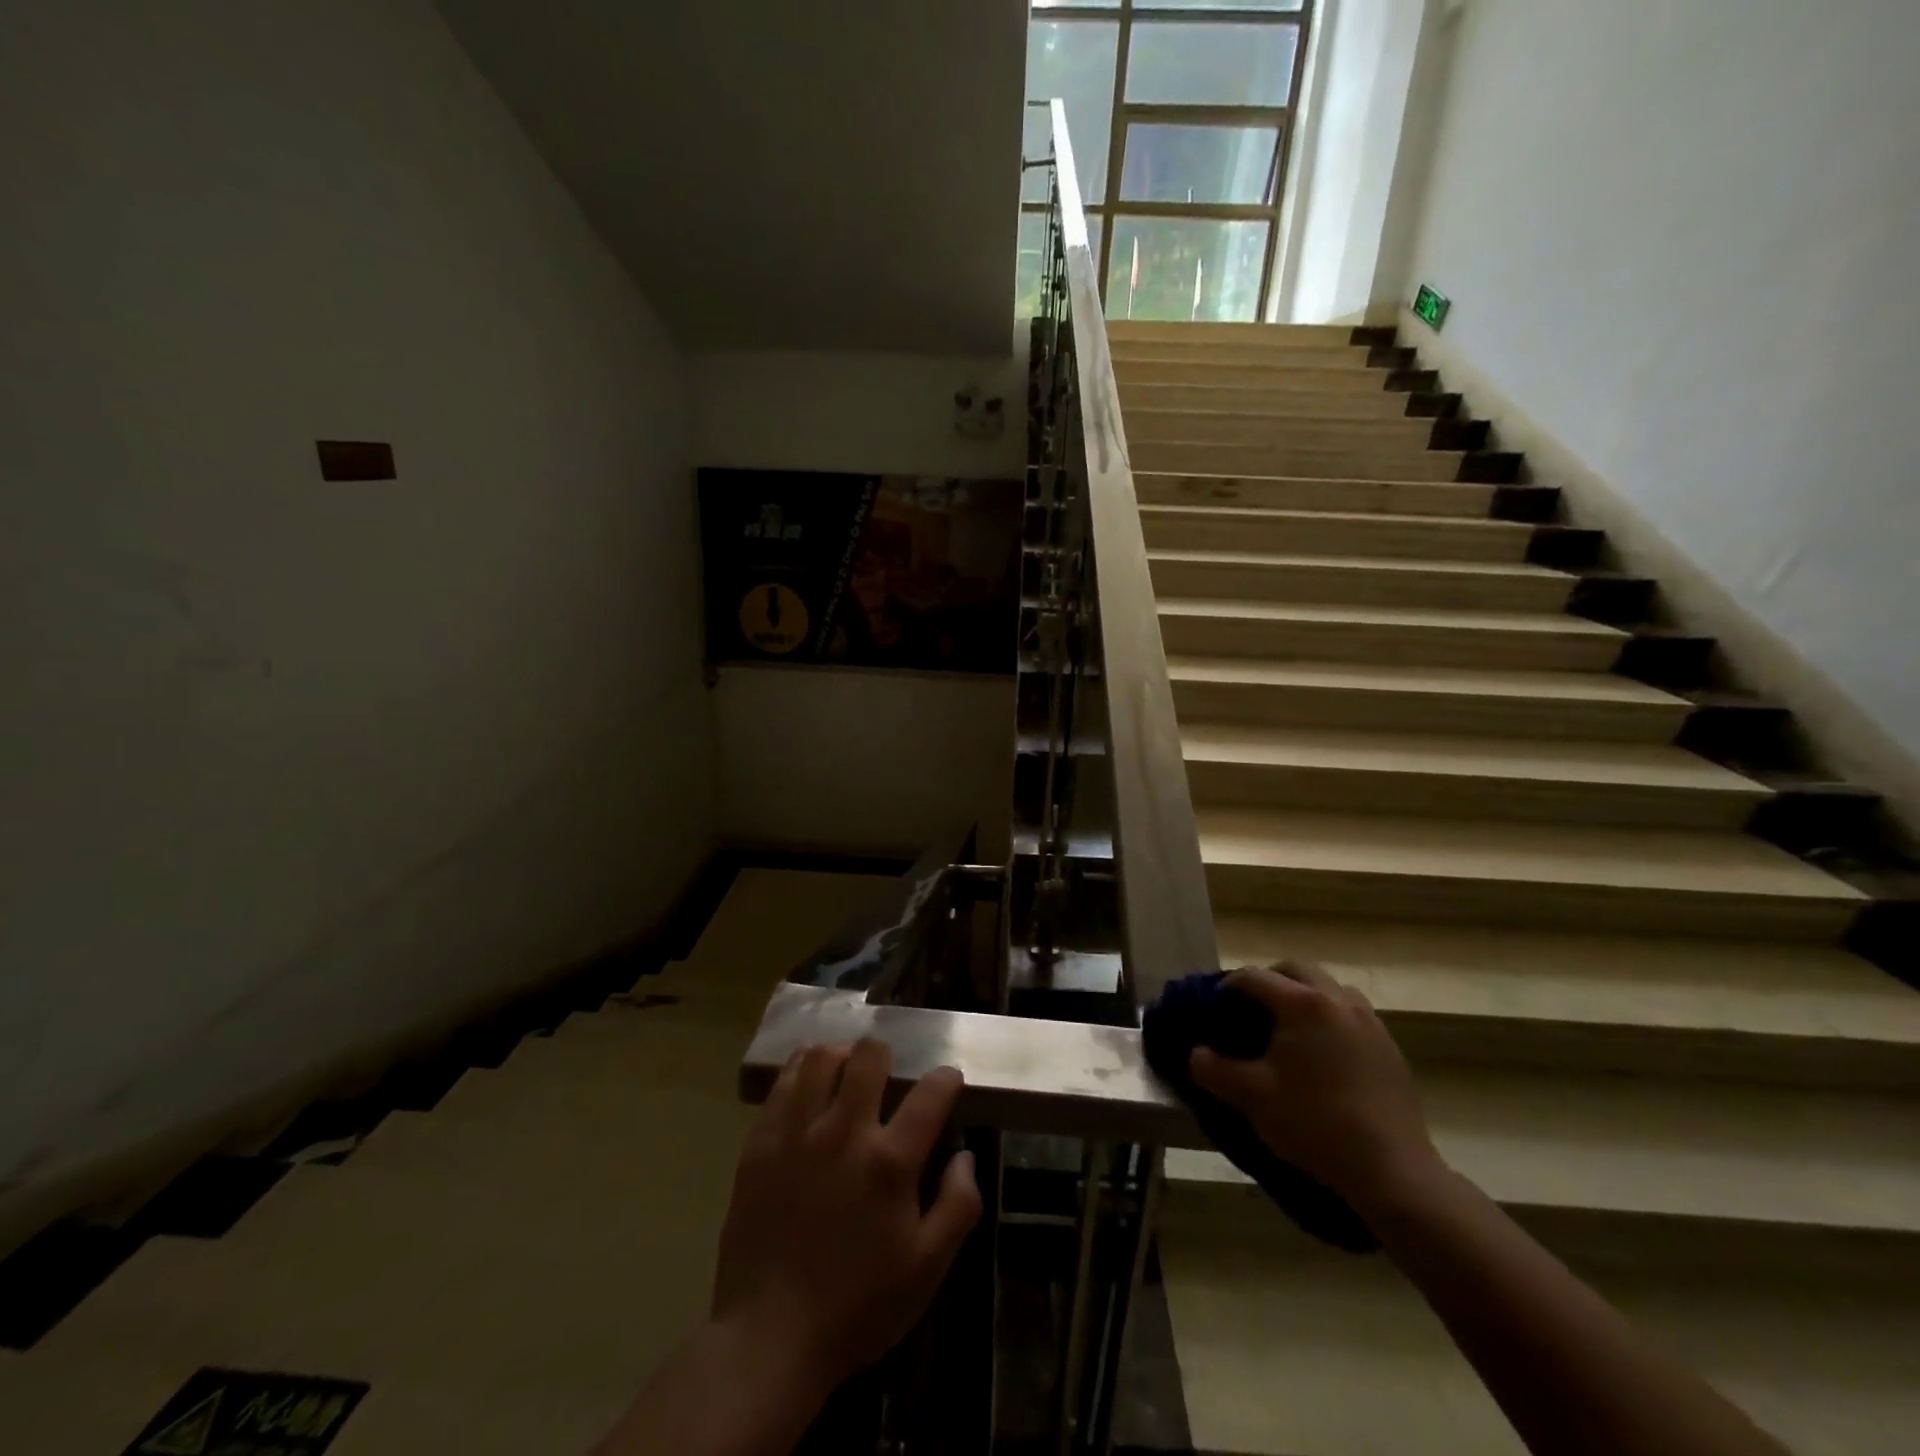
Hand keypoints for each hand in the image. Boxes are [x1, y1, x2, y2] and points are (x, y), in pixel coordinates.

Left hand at [709, 1039, 982, 1400]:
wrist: (769, 1338)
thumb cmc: (857, 1307)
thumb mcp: (926, 1270)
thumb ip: (957, 1206)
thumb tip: (965, 1156)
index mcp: (889, 1163)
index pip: (930, 1094)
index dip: (946, 1078)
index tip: (948, 1081)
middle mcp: (842, 1133)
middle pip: (868, 1055)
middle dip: (885, 1054)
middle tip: (886, 1074)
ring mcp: (795, 1133)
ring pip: (818, 1057)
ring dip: (839, 1056)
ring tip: (843, 1073)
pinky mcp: (759, 1143)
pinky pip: (781, 1084)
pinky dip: (800, 1074)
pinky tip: (807, 1089)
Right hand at [1189, 962, 1443, 1215]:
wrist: (1392, 1171)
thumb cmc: (1315, 1124)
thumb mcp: (1252, 1098)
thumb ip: (1214, 1070)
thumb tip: (1195, 1054)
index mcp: (1302, 1004)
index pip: (1254, 977)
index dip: (1227, 987)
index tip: (1213, 1007)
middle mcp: (1338, 1001)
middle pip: (1296, 970)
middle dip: (1270, 981)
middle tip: (1252, 1009)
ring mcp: (1370, 1023)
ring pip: (1330, 989)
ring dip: (1305, 996)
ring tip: (1290, 1029)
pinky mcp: (1390, 1048)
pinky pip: (1353, 1015)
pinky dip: (1331, 1020)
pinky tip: (1323, 1056)